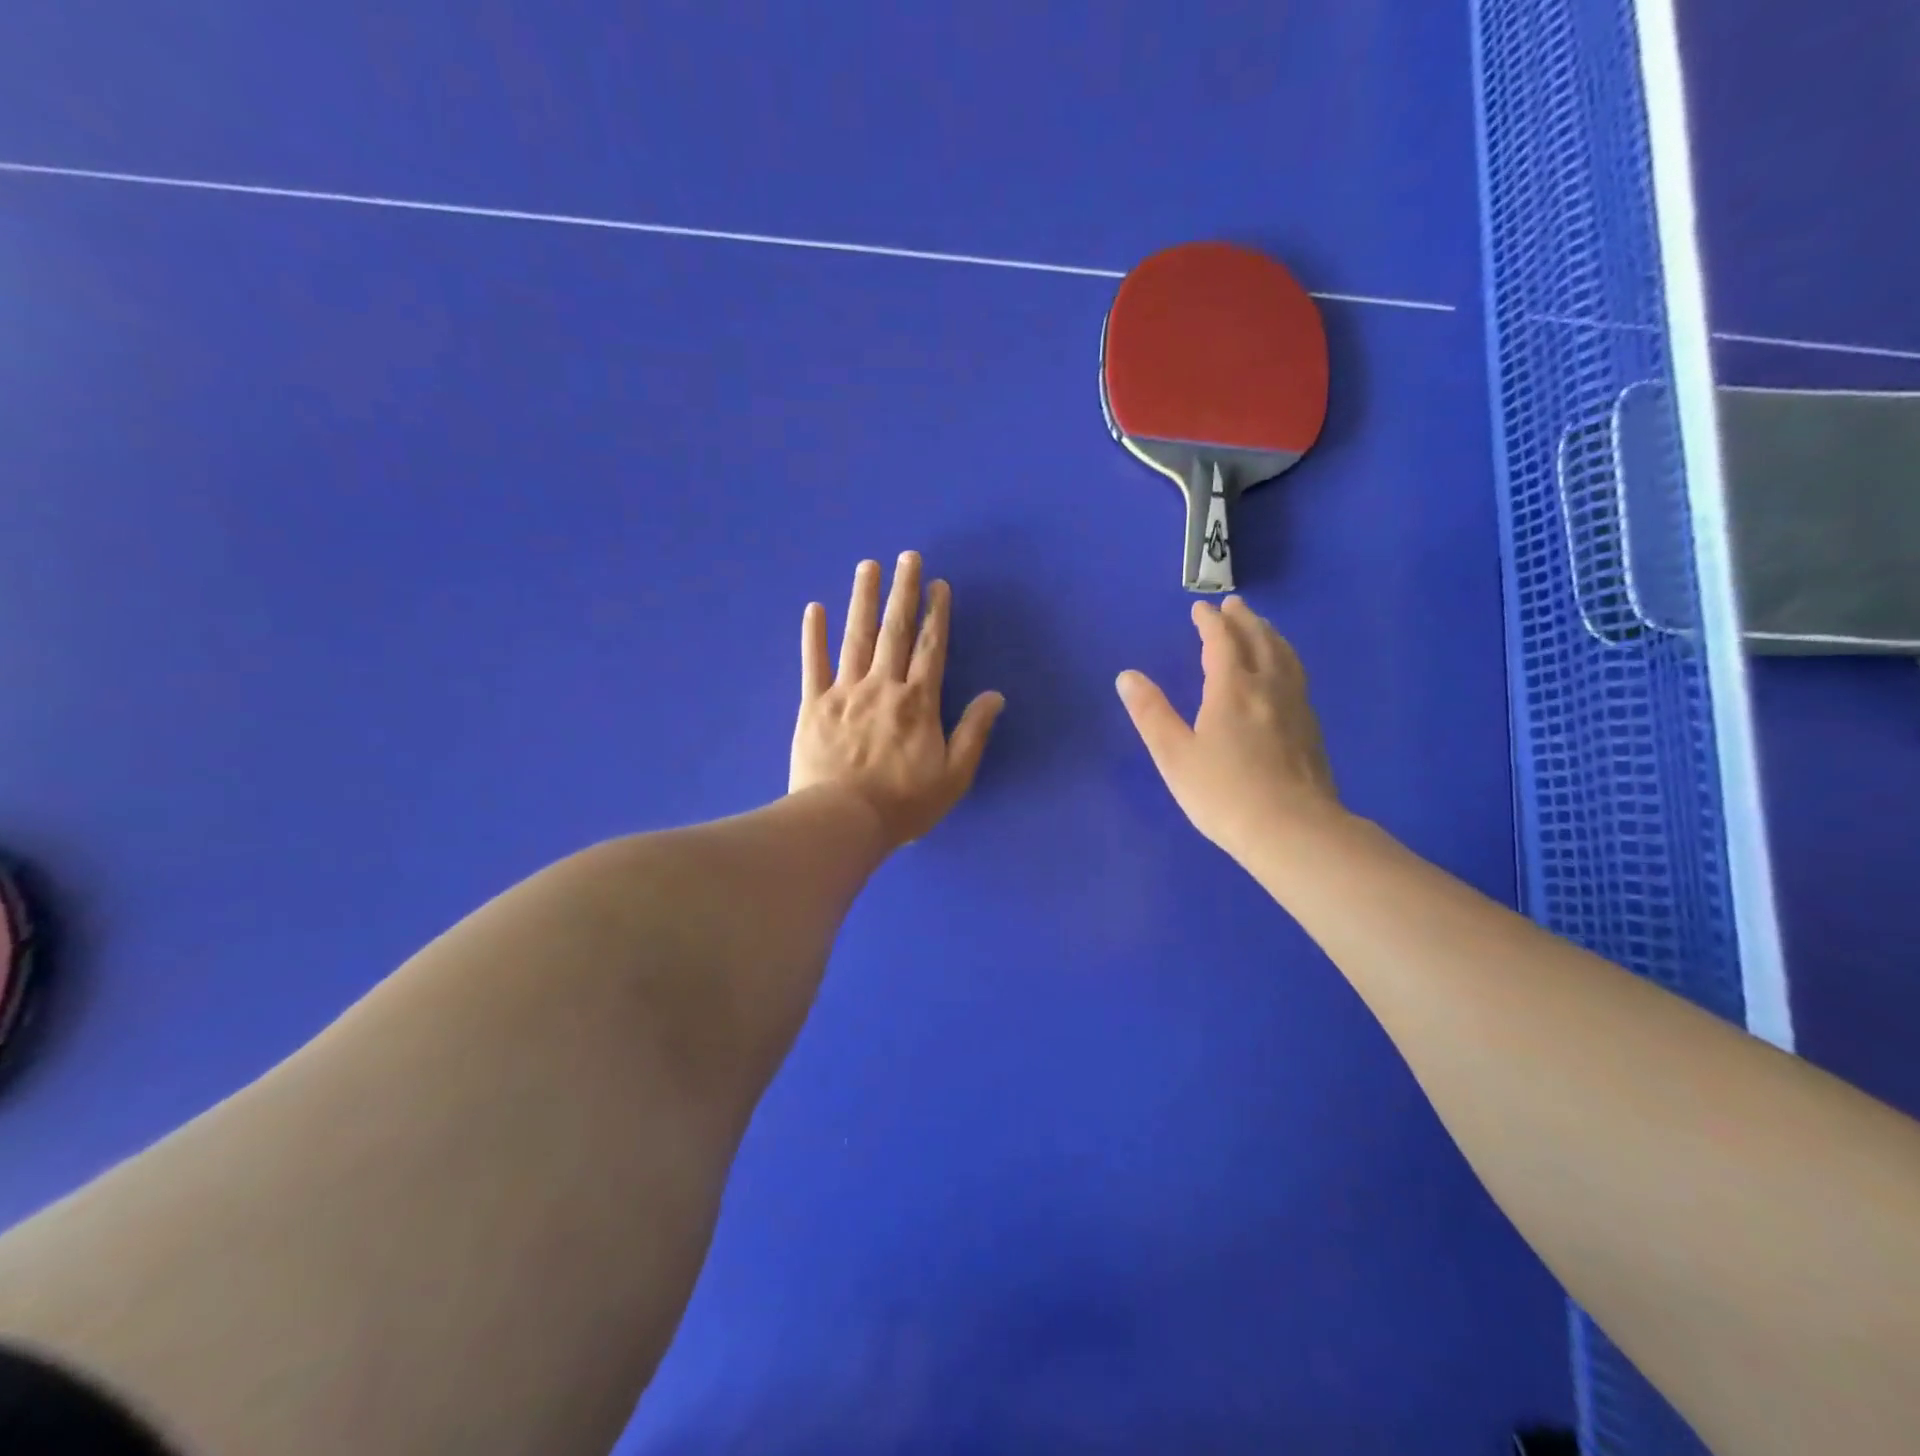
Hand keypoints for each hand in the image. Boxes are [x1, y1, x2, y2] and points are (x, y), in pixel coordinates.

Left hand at [790, 553, 1004, 850]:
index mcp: (918, 701)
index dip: (936, 613)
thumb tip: (995, 695)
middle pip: (894, 631)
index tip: (937, 583)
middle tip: (907, 556)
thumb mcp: (954, 775)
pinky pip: (813, 664)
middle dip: (902, 591)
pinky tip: (814, 608)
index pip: (930, 647)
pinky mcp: (813, 706)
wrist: (844, 821)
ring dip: (863, 599)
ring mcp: (845, 692)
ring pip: (856, 637)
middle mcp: (883, 686)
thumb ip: (974, 732)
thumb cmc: (904, 803)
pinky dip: (813, 636)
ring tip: (868, 566)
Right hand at [1116, 596, 1341, 861]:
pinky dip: (1286, 660)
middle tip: (1235, 605)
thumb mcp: (1174, 755)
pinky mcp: (1312, 729)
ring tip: (1263, 628)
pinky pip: (1298, 677)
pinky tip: (1285, 675)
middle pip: (1259, 641)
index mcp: (1232, 689)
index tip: (1200, 609)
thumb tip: (1127, 676)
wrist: (1293, 830)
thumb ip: (1151, 713)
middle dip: (1244, 620)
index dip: (1210, 622)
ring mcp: (1296, 707)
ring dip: (1270, 635)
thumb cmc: (1223, 793)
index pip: (1221, 642)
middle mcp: (1269, 688)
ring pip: (1285, 657)